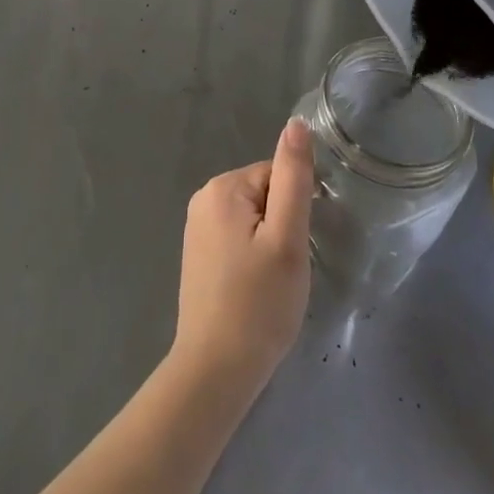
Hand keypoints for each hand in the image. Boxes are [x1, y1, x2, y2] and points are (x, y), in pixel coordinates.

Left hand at [170, 119, 314, 403]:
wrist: (215, 370)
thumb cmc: (258, 303)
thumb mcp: (287, 237)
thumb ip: (293, 177)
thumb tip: (297, 123)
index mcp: (223, 187)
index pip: (278, 176)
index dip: (295, 211)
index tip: (295, 248)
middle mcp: (203, 198)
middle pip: (264, 194)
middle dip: (282, 226)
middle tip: (284, 270)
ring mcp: (196, 227)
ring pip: (254, 218)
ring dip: (270, 244)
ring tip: (270, 282)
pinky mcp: (198, 253)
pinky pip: (238, 238)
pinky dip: (253, 258)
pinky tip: (254, 289)